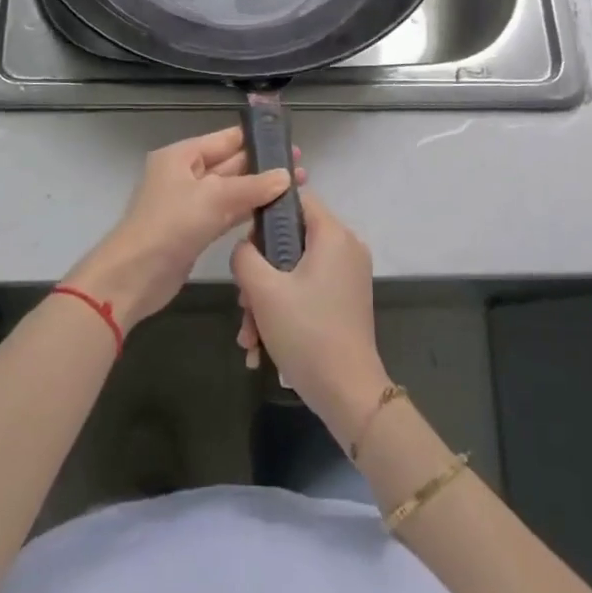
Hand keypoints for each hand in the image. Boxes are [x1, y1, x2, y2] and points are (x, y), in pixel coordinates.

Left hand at [66, 126, 303, 334]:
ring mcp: (190, 203)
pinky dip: (248, 211)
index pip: (226, 139)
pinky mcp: (196, 230)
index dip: (257, 140)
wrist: (134, 276)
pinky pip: (227, 213)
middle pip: (231, 164)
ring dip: (260, 190)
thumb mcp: (214, 198)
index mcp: (182, 156)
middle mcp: (186, 174)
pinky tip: (274, 213)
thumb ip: (252, 186)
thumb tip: (286, 176)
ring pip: (232, 190)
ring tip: (297, 189)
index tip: (290, 143)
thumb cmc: (170, 225)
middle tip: (302, 168)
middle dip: (264, 166)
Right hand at [231, 191, 390, 438]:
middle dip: (260, 273)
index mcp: (333, 234)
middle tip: (243, 303)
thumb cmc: (306, 332)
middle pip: (292, 240)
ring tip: (249, 336)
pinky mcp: (345, 301)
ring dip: (266, 300)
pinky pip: (307, 291)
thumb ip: (244, 256)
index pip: (296, 198)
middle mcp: (346, 248)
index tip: (246, 242)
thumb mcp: (263, 290)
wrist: (348, 393)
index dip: (266, 213)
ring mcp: (347, 276)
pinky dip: (284, 311)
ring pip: (295, 271)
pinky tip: (261, 347)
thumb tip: (245, 247)